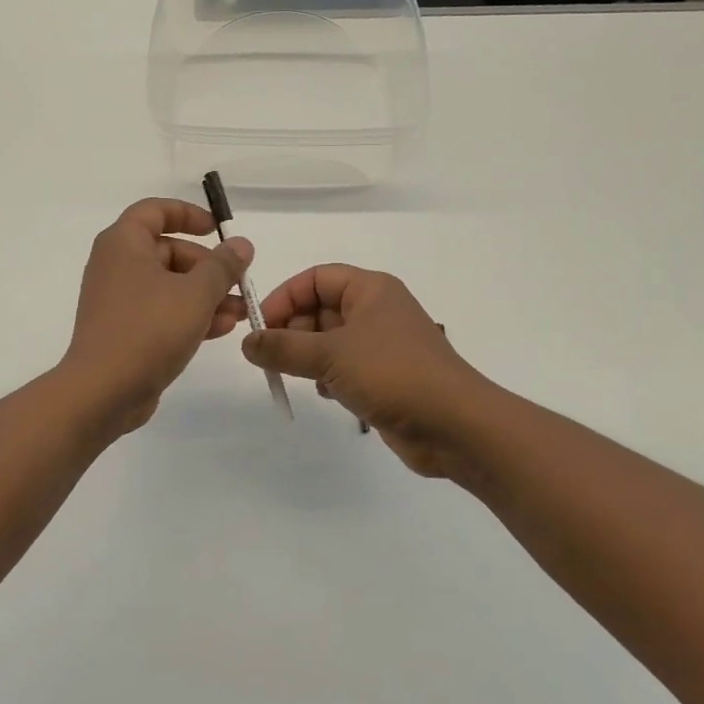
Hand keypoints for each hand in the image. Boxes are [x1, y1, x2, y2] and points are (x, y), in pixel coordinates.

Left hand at [60, 199, 253, 433]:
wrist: (103, 391)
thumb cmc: (148, 329)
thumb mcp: (196, 293)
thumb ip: (222, 266)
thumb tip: (240, 244)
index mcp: (124, 243)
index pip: (155, 210)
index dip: (189, 214)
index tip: (218, 230)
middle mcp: (116, 265)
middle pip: (168, 251)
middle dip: (208, 267)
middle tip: (239, 283)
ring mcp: (118, 299)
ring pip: (169, 285)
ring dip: (205, 295)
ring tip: (240, 313)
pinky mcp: (123, 330)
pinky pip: (160, 311)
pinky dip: (188, 315)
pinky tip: (221, 330)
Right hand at [244, 265, 489, 479]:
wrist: (456, 425)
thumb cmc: (393, 374)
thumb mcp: (330, 355)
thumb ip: (283, 347)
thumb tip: (247, 343)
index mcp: (370, 289)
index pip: (315, 278)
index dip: (284, 297)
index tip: (260, 326)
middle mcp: (377, 310)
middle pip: (320, 308)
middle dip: (293, 330)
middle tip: (271, 356)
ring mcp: (382, 345)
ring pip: (330, 340)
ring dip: (308, 356)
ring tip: (296, 376)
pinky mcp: (385, 376)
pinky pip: (344, 366)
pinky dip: (328, 376)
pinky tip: (327, 394)